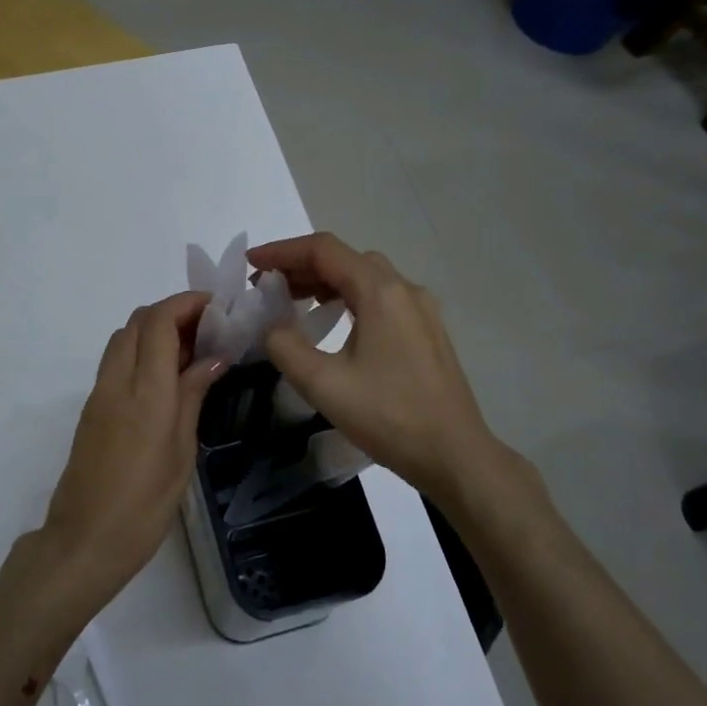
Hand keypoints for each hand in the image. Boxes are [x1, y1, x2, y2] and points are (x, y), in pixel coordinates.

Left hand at [40, 291, 229, 606]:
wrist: (84, 540)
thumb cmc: (144, 505)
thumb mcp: (181, 452)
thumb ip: (192, 396)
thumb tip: (214, 357)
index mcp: (145, 392)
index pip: (159, 322)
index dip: (186, 303)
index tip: (216, 306)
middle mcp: (117, 381)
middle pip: (138, 321)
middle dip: (173, 311)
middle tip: (209, 329)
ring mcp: (99, 393)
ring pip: (124, 337)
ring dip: (155, 330)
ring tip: (192, 351)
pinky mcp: (91, 408)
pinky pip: (117, 361)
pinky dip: (142, 351)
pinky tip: (167, 376)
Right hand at [249, 233, 544, 516]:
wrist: (454, 455)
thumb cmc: (388, 416)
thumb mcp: (323, 384)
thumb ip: (285, 346)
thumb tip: (273, 326)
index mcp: (380, 292)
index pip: (324, 250)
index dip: (282, 251)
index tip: (251, 264)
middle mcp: (404, 289)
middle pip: (345, 259)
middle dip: (301, 265)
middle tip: (267, 286)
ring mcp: (420, 310)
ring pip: (365, 277)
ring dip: (325, 281)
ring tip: (292, 300)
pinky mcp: (426, 331)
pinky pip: (380, 297)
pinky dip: (348, 297)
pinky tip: (333, 321)